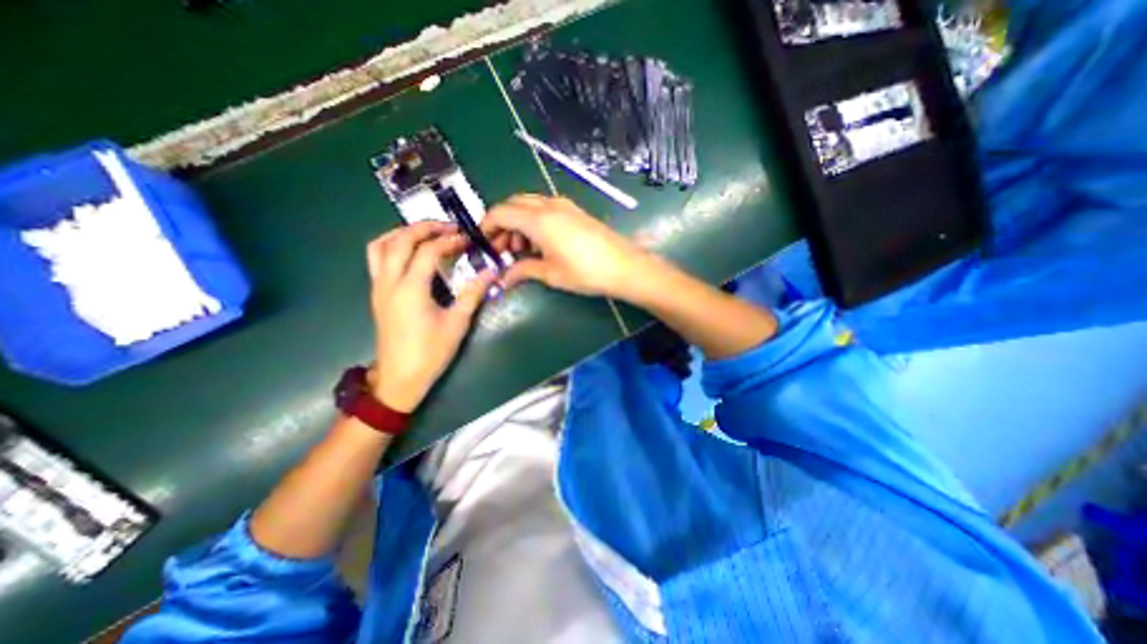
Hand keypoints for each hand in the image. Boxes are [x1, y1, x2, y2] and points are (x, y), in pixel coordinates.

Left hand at [365, 220, 494, 413]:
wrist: (400, 377)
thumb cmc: (431, 352)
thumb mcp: (457, 323)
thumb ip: (472, 294)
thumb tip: (491, 272)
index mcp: (410, 289)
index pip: (427, 251)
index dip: (448, 241)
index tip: (467, 239)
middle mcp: (389, 282)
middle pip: (400, 240)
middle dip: (424, 228)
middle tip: (448, 227)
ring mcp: (378, 287)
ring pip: (380, 246)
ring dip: (402, 233)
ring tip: (426, 234)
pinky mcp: (377, 294)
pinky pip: (376, 258)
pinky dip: (391, 245)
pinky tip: (410, 253)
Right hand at [478, 195, 652, 299]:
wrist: (623, 266)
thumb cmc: (585, 272)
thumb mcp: (550, 273)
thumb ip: (523, 270)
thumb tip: (503, 278)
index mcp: (538, 219)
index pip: (500, 213)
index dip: (486, 226)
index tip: (483, 244)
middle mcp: (548, 205)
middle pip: (513, 205)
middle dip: (502, 225)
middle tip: (503, 250)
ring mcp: (564, 205)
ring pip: (529, 205)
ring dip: (518, 222)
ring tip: (522, 250)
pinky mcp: (575, 211)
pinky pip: (545, 208)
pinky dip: (534, 221)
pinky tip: (540, 243)